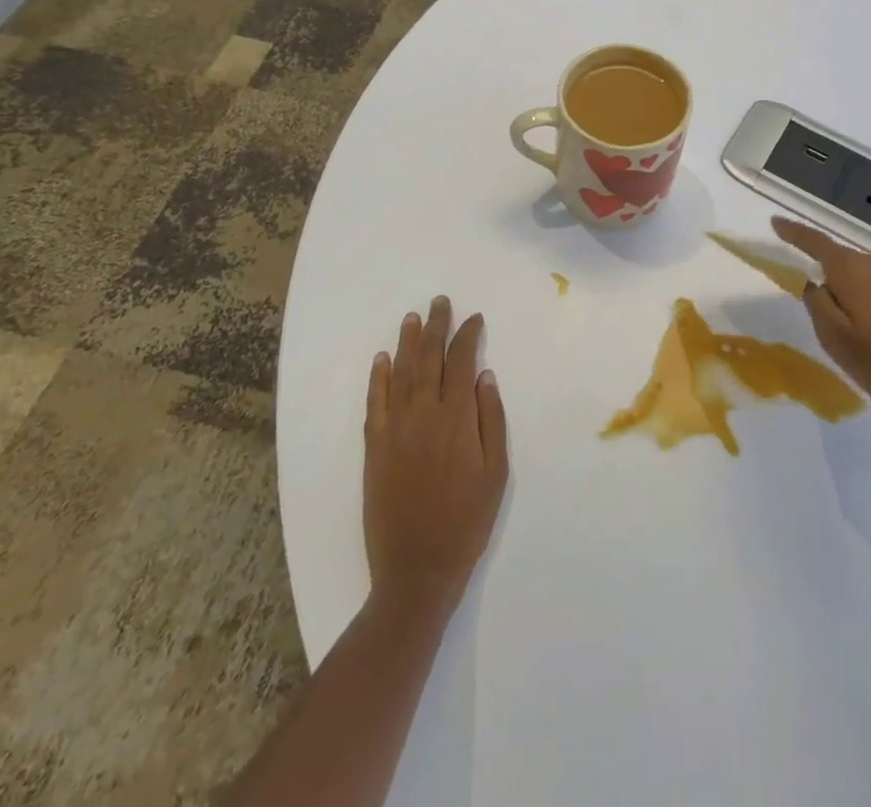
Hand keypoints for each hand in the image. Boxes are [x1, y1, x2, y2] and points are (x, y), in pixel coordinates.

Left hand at [364, 298, 509, 616]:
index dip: (467, 335)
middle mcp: (423, 414)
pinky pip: (375, 402)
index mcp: (457, 418)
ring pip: (400, 373)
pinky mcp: (374, 447)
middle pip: (428, 358)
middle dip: (436, 326)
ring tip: (412, 317)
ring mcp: (394, 429)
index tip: (474, 318)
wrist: (417, 569)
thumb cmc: (467, 521)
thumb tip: (484, 376)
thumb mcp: (496, 472)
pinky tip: (382, 359)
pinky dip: (378, 377)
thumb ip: (491, 420)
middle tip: (439, 301)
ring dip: (407, 342)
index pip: (461, 361)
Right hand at [772, 216, 870, 430]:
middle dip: (832, 287)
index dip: (794, 233)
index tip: (775, 222)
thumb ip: (818, 307)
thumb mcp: (839, 342)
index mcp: (853, 271)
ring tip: (866, 345)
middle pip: (843, 266)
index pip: (816, 243)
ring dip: (858, 304)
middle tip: (831, 328)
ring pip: (868, 283)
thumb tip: (816, 284)